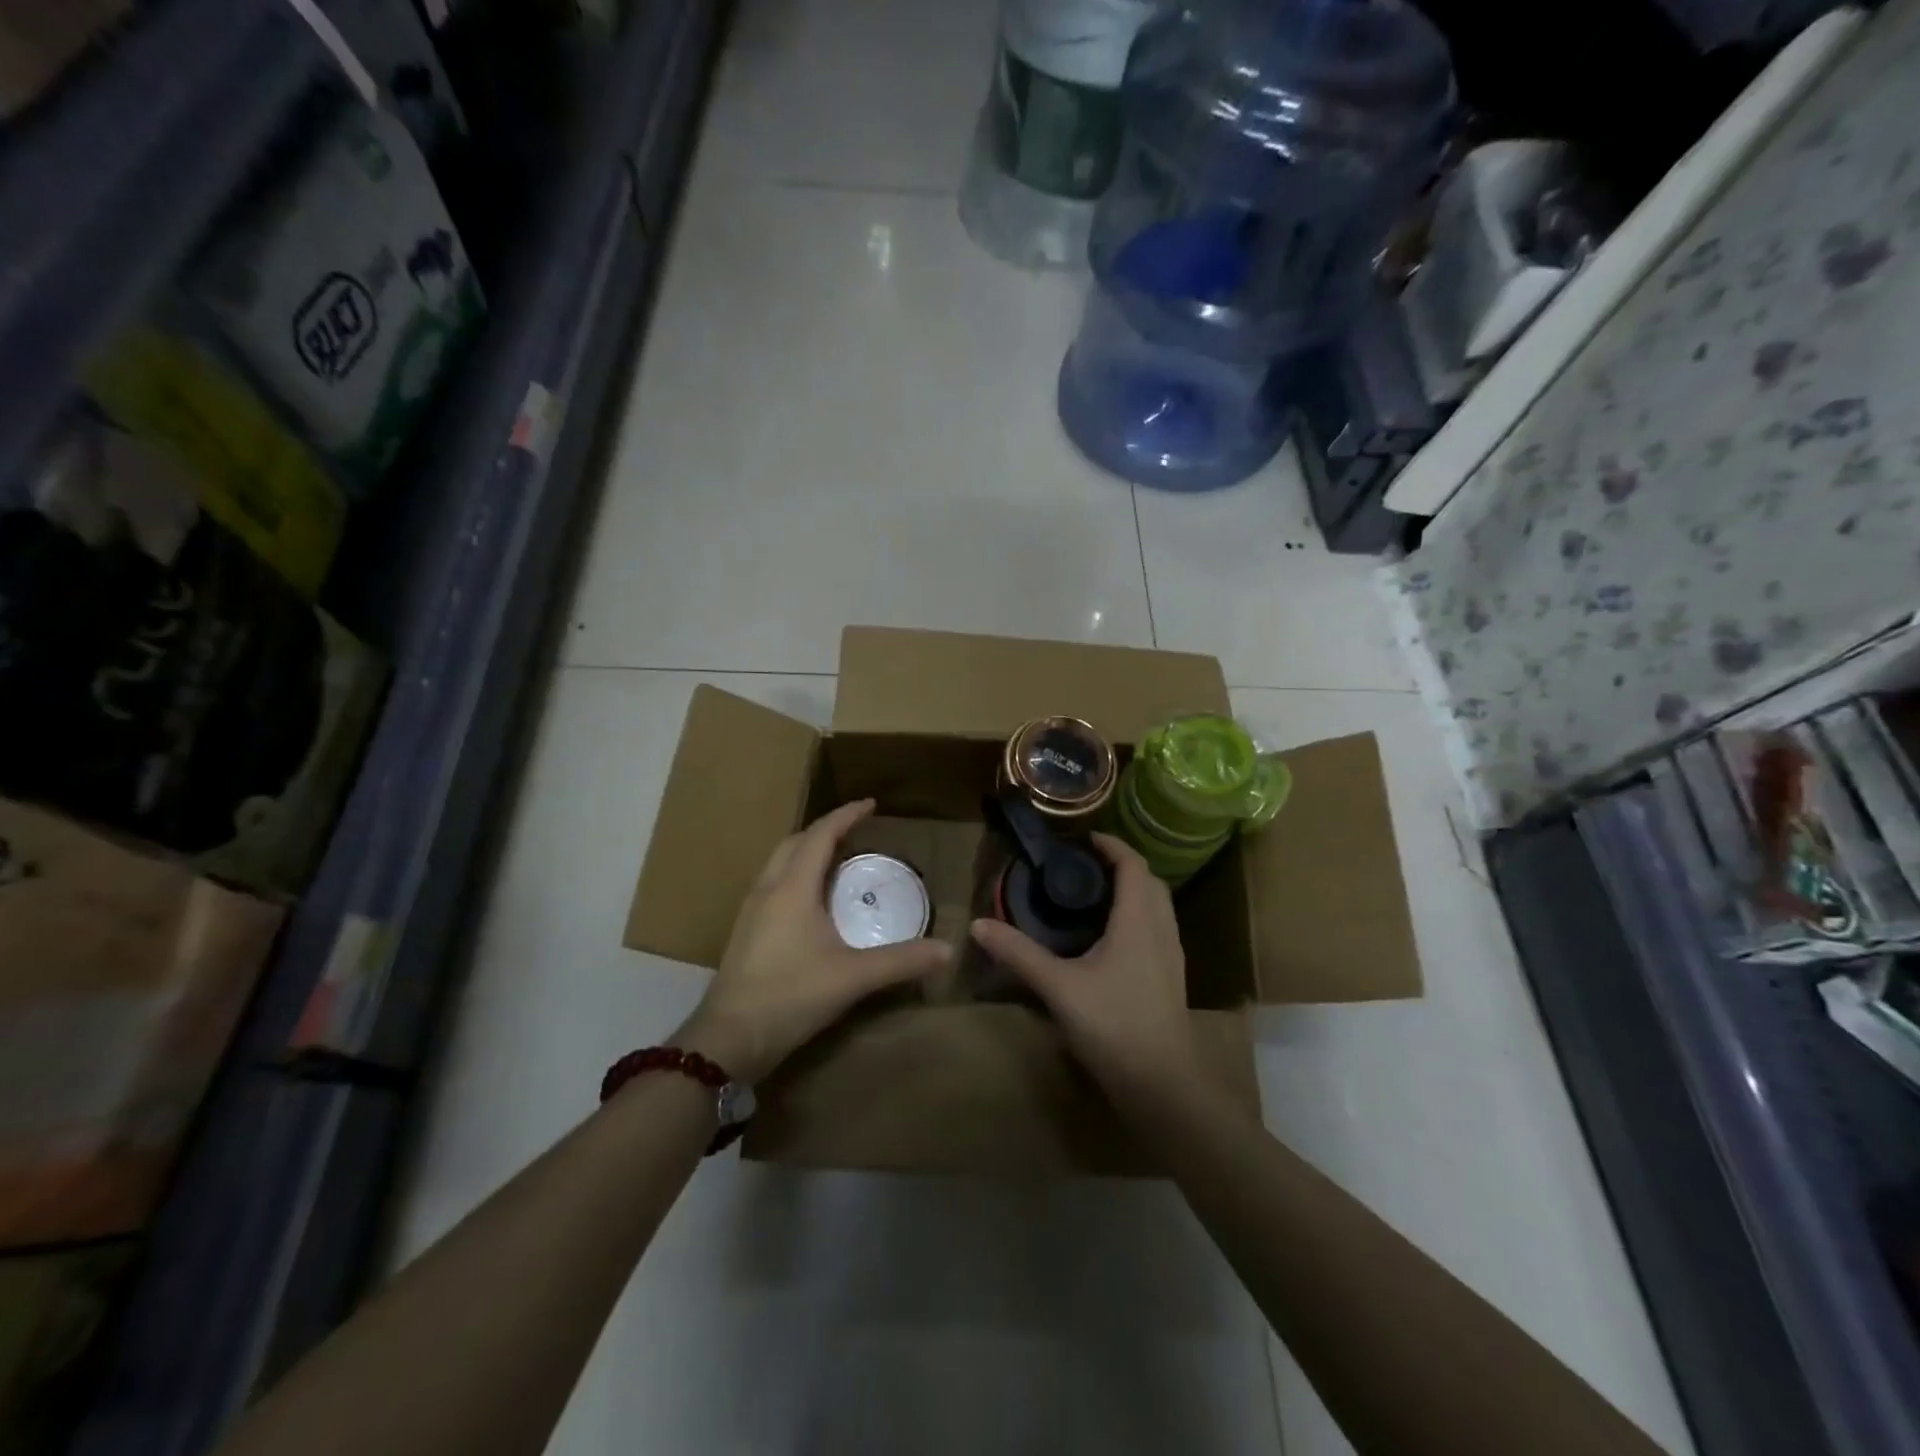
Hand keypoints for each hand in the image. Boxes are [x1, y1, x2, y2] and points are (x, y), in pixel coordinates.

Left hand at [677, 800, 949, 1082]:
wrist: (728, 1038)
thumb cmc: (790, 996)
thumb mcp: (853, 977)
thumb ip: (901, 961)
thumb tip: (947, 950)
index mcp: (792, 888)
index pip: (820, 835)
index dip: (846, 816)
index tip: (871, 804)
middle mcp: (768, 890)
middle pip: (795, 842)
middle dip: (825, 830)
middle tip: (855, 832)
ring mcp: (751, 911)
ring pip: (779, 863)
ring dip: (806, 851)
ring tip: (836, 860)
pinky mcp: (745, 931)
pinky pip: (773, 884)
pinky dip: (795, 875)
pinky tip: (811, 901)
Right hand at [969, 833, 1199, 1104]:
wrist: (1163, 1084)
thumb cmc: (1113, 1025)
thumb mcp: (1059, 987)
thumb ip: (1019, 954)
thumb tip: (978, 924)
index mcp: (1138, 920)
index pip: (1133, 864)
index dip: (1111, 845)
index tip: (1082, 838)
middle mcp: (1160, 930)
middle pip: (1149, 881)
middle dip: (1121, 865)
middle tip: (1083, 867)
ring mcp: (1171, 956)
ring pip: (1157, 907)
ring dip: (1132, 891)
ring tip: (1094, 897)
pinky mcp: (1170, 978)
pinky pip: (1157, 929)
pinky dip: (1137, 916)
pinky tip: (1110, 939)